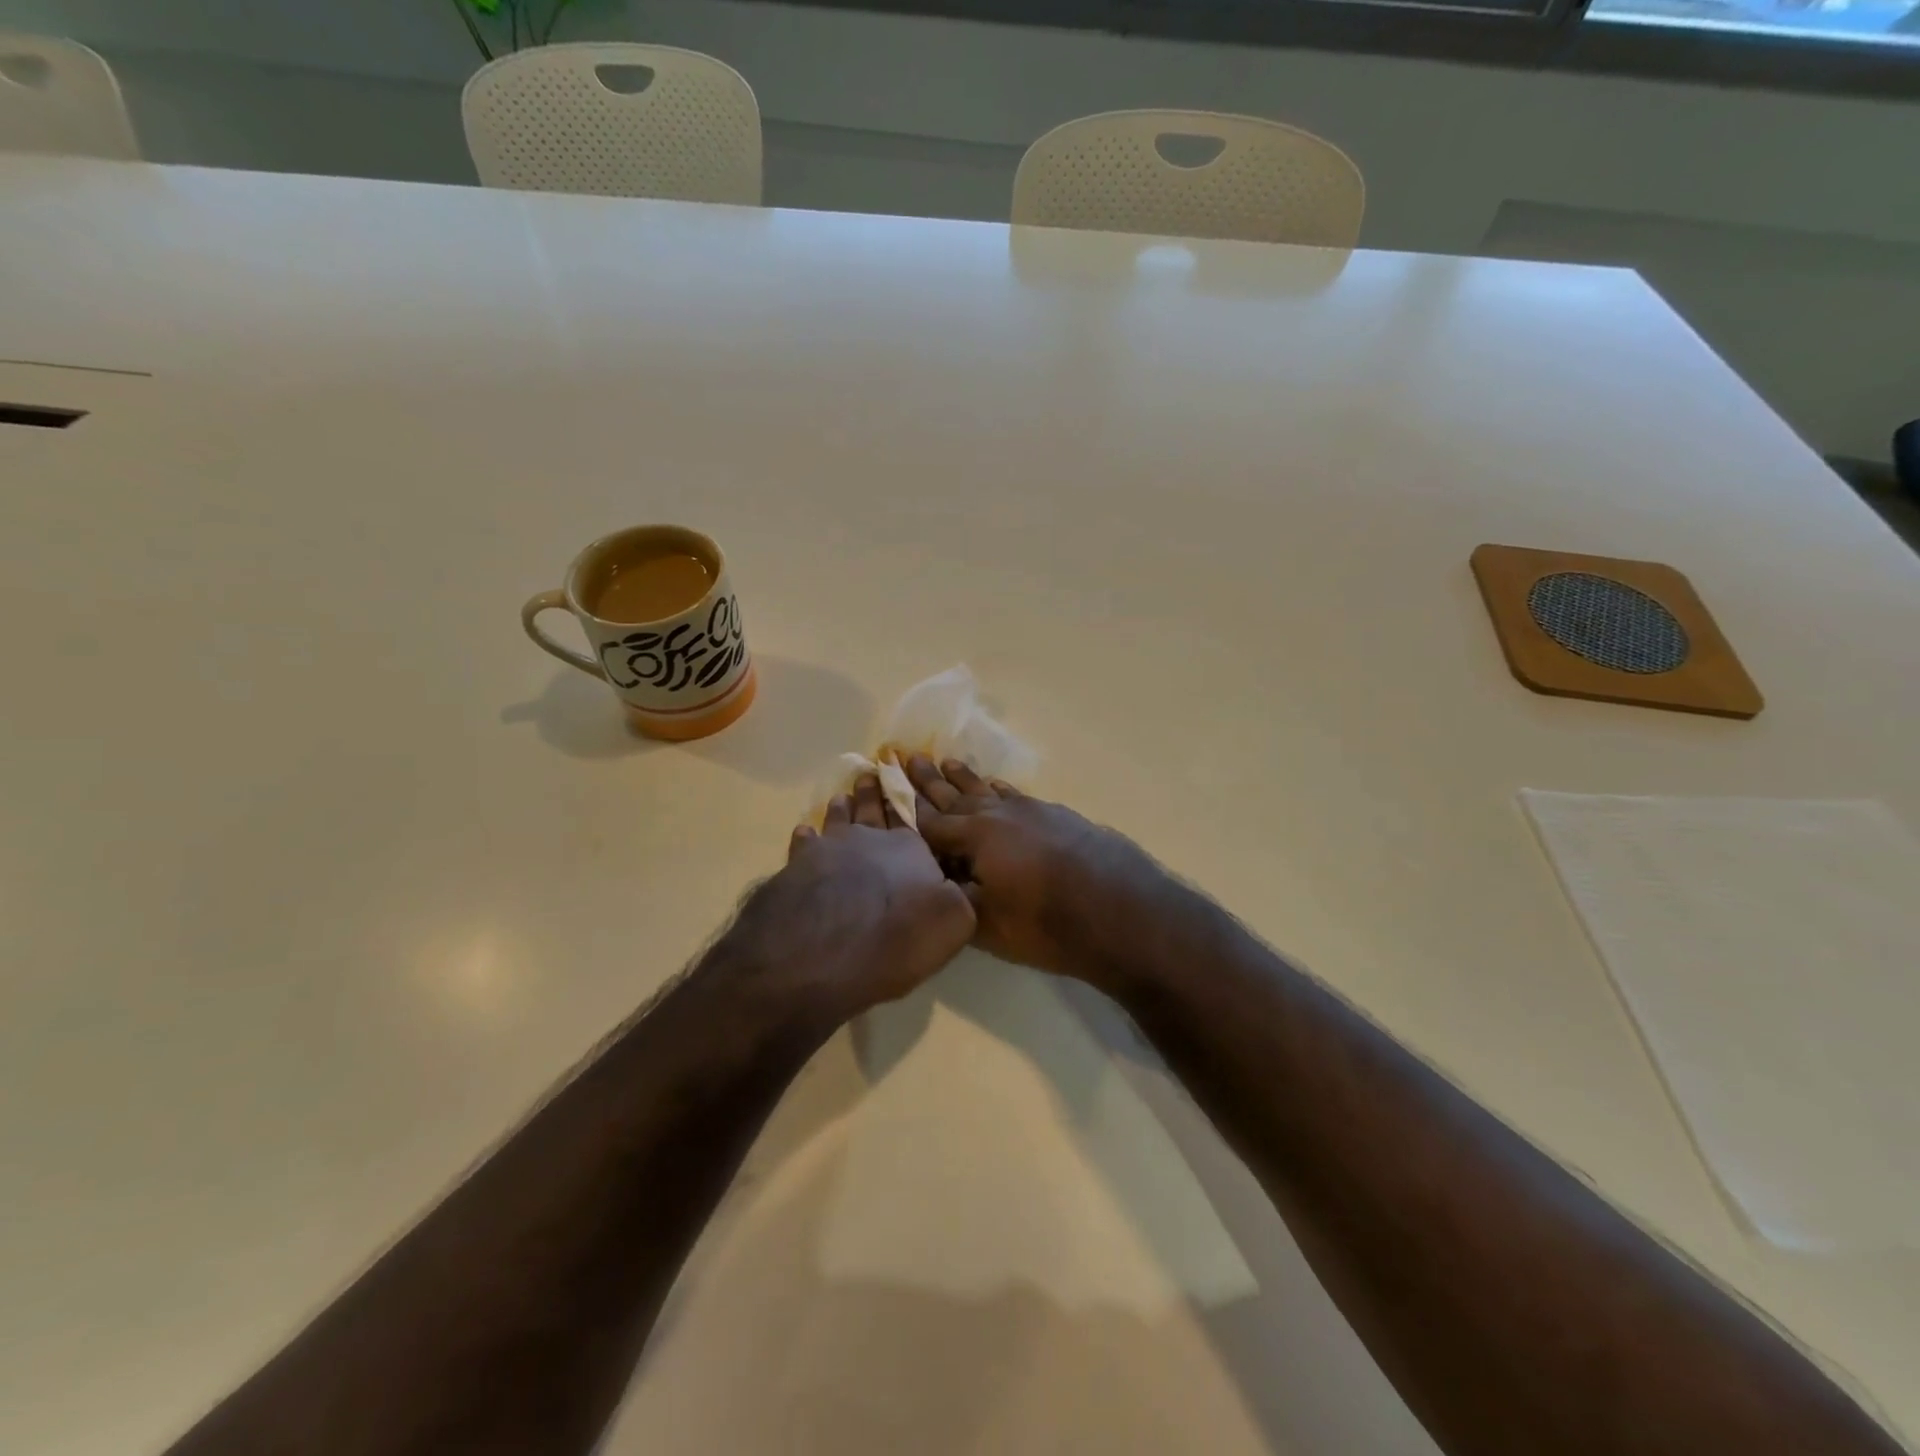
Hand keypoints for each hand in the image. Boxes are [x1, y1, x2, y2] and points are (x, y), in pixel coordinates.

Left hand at [735, 774, 976, 1026]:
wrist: (821, 954)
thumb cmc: (895, 939)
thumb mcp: (954, 922)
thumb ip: (961, 896)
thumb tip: (962, 882)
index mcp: (909, 848)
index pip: (912, 819)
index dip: (908, 803)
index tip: (905, 781)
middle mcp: (869, 839)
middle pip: (872, 810)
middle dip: (873, 794)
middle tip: (870, 776)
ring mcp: (829, 849)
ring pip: (838, 819)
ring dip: (842, 808)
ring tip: (842, 797)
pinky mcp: (797, 866)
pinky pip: (804, 843)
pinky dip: (806, 835)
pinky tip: (804, 832)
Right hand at [905, 755, 1168, 989]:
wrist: (1124, 912)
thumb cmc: (1048, 924)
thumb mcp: (988, 922)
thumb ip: (956, 896)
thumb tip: (935, 879)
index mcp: (975, 837)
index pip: (929, 822)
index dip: (905, 809)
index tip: (884, 788)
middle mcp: (999, 815)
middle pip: (955, 795)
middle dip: (928, 780)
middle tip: (907, 756)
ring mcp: (1031, 811)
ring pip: (987, 790)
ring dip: (963, 778)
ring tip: (945, 760)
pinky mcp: (1058, 816)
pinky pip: (1017, 795)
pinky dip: (1000, 789)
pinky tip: (995, 785)